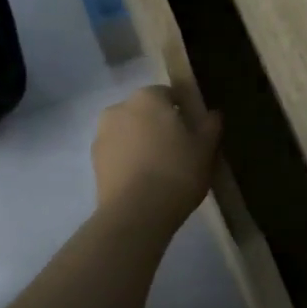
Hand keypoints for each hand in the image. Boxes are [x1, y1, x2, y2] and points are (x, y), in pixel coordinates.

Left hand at [92, 85, 221, 222]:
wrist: (136, 213)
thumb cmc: (177, 171)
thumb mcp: (205, 148)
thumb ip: (210, 125)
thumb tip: (212, 113)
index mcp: (147, 97)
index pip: (169, 94)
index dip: (183, 111)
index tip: (194, 131)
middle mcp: (119, 108)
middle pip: (145, 112)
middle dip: (159, 125)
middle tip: (179, 150)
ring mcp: (102, 135)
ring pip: (129, 132)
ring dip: (142, 142)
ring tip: (161, 169)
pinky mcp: (94, 162)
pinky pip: (118, 154)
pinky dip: (129, 160)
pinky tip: (145, 181)